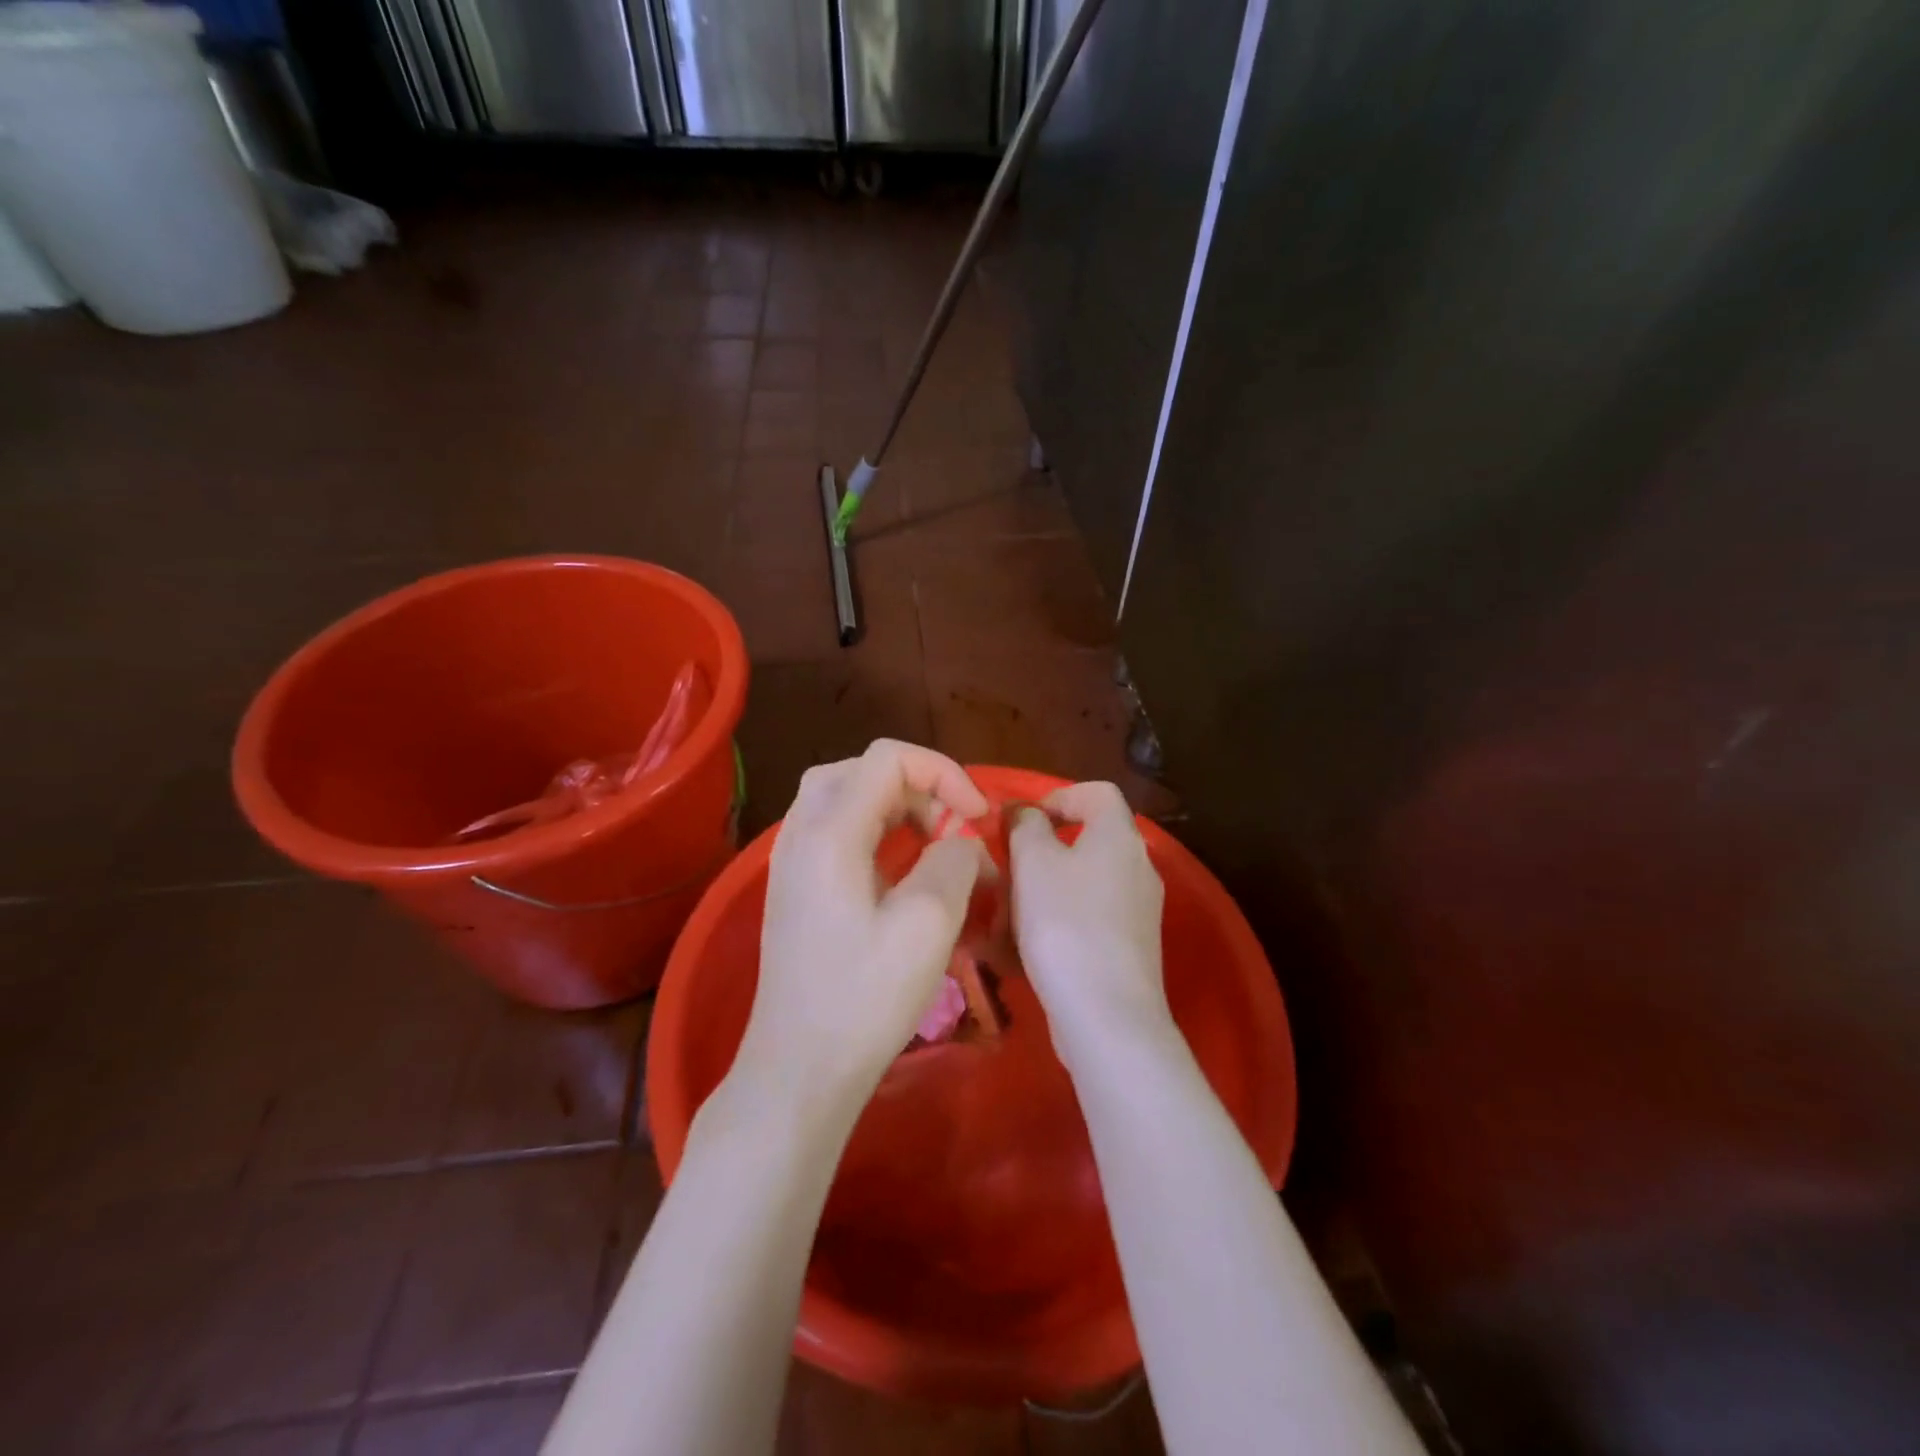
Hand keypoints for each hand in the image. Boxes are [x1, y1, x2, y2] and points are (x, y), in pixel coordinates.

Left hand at [735, 740, 991, 1111]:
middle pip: (862, 770)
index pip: (888, 758)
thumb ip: (953, 860)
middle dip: (920, 788)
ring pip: (845, 797)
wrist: (799, 1070)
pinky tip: (901, 870)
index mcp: (829, 832)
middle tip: (954, 830)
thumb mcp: (928, 924)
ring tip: (934, 844)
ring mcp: (791, 861)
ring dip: (897, 807)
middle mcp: (801, 833)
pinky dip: (875, 831)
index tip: (978, 818)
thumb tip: (959, 841)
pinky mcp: (795, 888)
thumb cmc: (864, 998)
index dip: (943, 773)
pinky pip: (835, 831)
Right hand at [1009, 782, 1169, 1068]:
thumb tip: (1026, 812)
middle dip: (1048, 847)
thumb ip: (1026, 825)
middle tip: (1013, 866)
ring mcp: (1142, 909)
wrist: (1105, 1013)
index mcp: (1120, 836)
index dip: (1058, 795)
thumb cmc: (1064, 923)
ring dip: (1052, 885)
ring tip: (1015, 909)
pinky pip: (1095, 915)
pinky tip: (1035, 943)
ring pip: (1090, 879)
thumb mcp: (1032, 862)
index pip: (1097, 792)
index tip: (1023, 821)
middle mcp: (1141, 866)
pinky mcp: (1135, 947)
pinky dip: (1065, 917)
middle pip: (1093, 837)